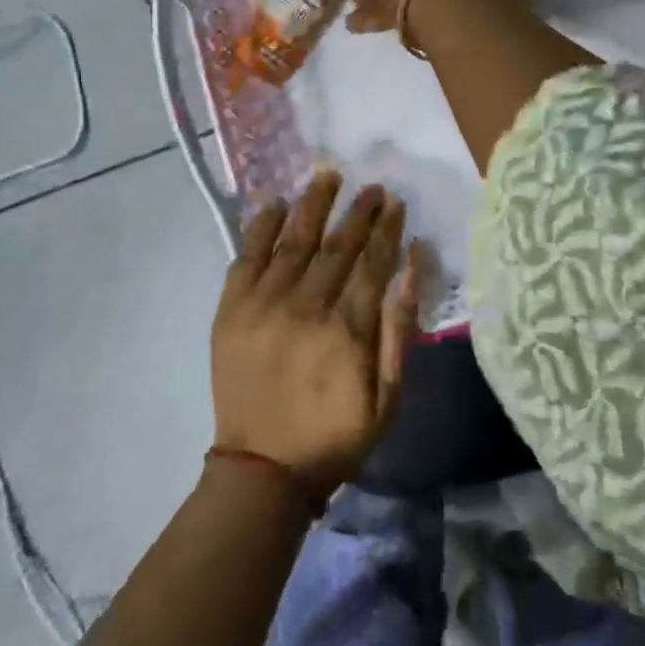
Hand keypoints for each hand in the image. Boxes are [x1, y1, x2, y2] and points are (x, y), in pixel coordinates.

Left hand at [211, 173, 419, 500]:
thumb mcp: (388, 397)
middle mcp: (306, 306)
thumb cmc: (334, 436)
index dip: (386, 228)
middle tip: (371, 186)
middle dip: (357, 211)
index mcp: (348, 329)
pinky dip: (260, 227)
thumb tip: (413, 267)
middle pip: (337, 245)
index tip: (395, 202)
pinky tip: (275, 205)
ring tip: (327, 176)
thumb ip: (400, 330)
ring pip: (294, 240)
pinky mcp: (231, 310)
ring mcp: (264, 304)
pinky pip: (246, 256)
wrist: (261, 470)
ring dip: (313, 205)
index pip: (373, 262)